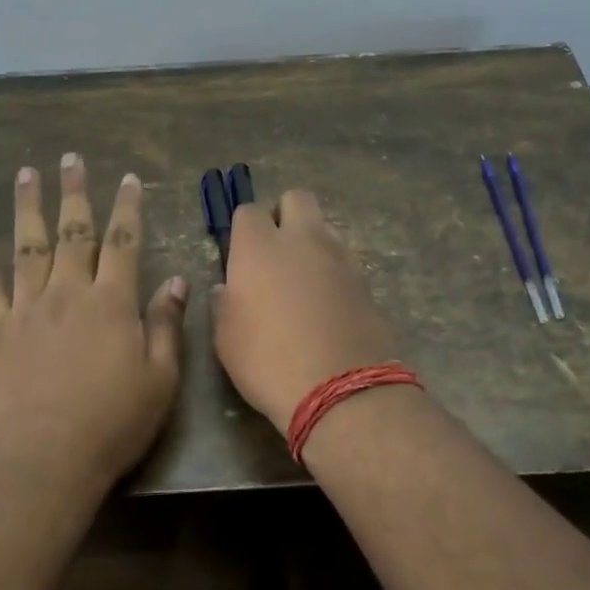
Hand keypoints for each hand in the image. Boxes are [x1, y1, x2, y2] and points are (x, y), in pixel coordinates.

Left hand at [0, 153, 186, 502]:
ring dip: (28, 206)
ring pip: (27, 246)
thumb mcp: (160, 379)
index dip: (128, 208)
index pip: (123, 242)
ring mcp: (27, 309)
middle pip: (72, 233)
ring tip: (26, 173)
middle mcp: (68, 293)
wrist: (46, 459)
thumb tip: (176, 281)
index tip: (129, 180)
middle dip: (74, 193)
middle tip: (71, 158)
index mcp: (112, 303)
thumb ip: (166, 326)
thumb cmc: (114, 423)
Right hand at [212, 190, 399, 434]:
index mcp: (259, 247)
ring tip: (301, 284)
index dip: (242, 229)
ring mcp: (340, 258)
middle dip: (283, 215)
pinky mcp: (366, 283)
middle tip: (274, 253)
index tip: (239, 256)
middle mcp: (302, 240)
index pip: (248, 211)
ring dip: (311, 244)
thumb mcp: (226, 338)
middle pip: (296, 199)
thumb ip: (223, 303)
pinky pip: (344, 262)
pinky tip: (325, 307)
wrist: (340, 390)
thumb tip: (226, 288)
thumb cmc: (267, 362)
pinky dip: (332, 273)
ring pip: (324, 229)